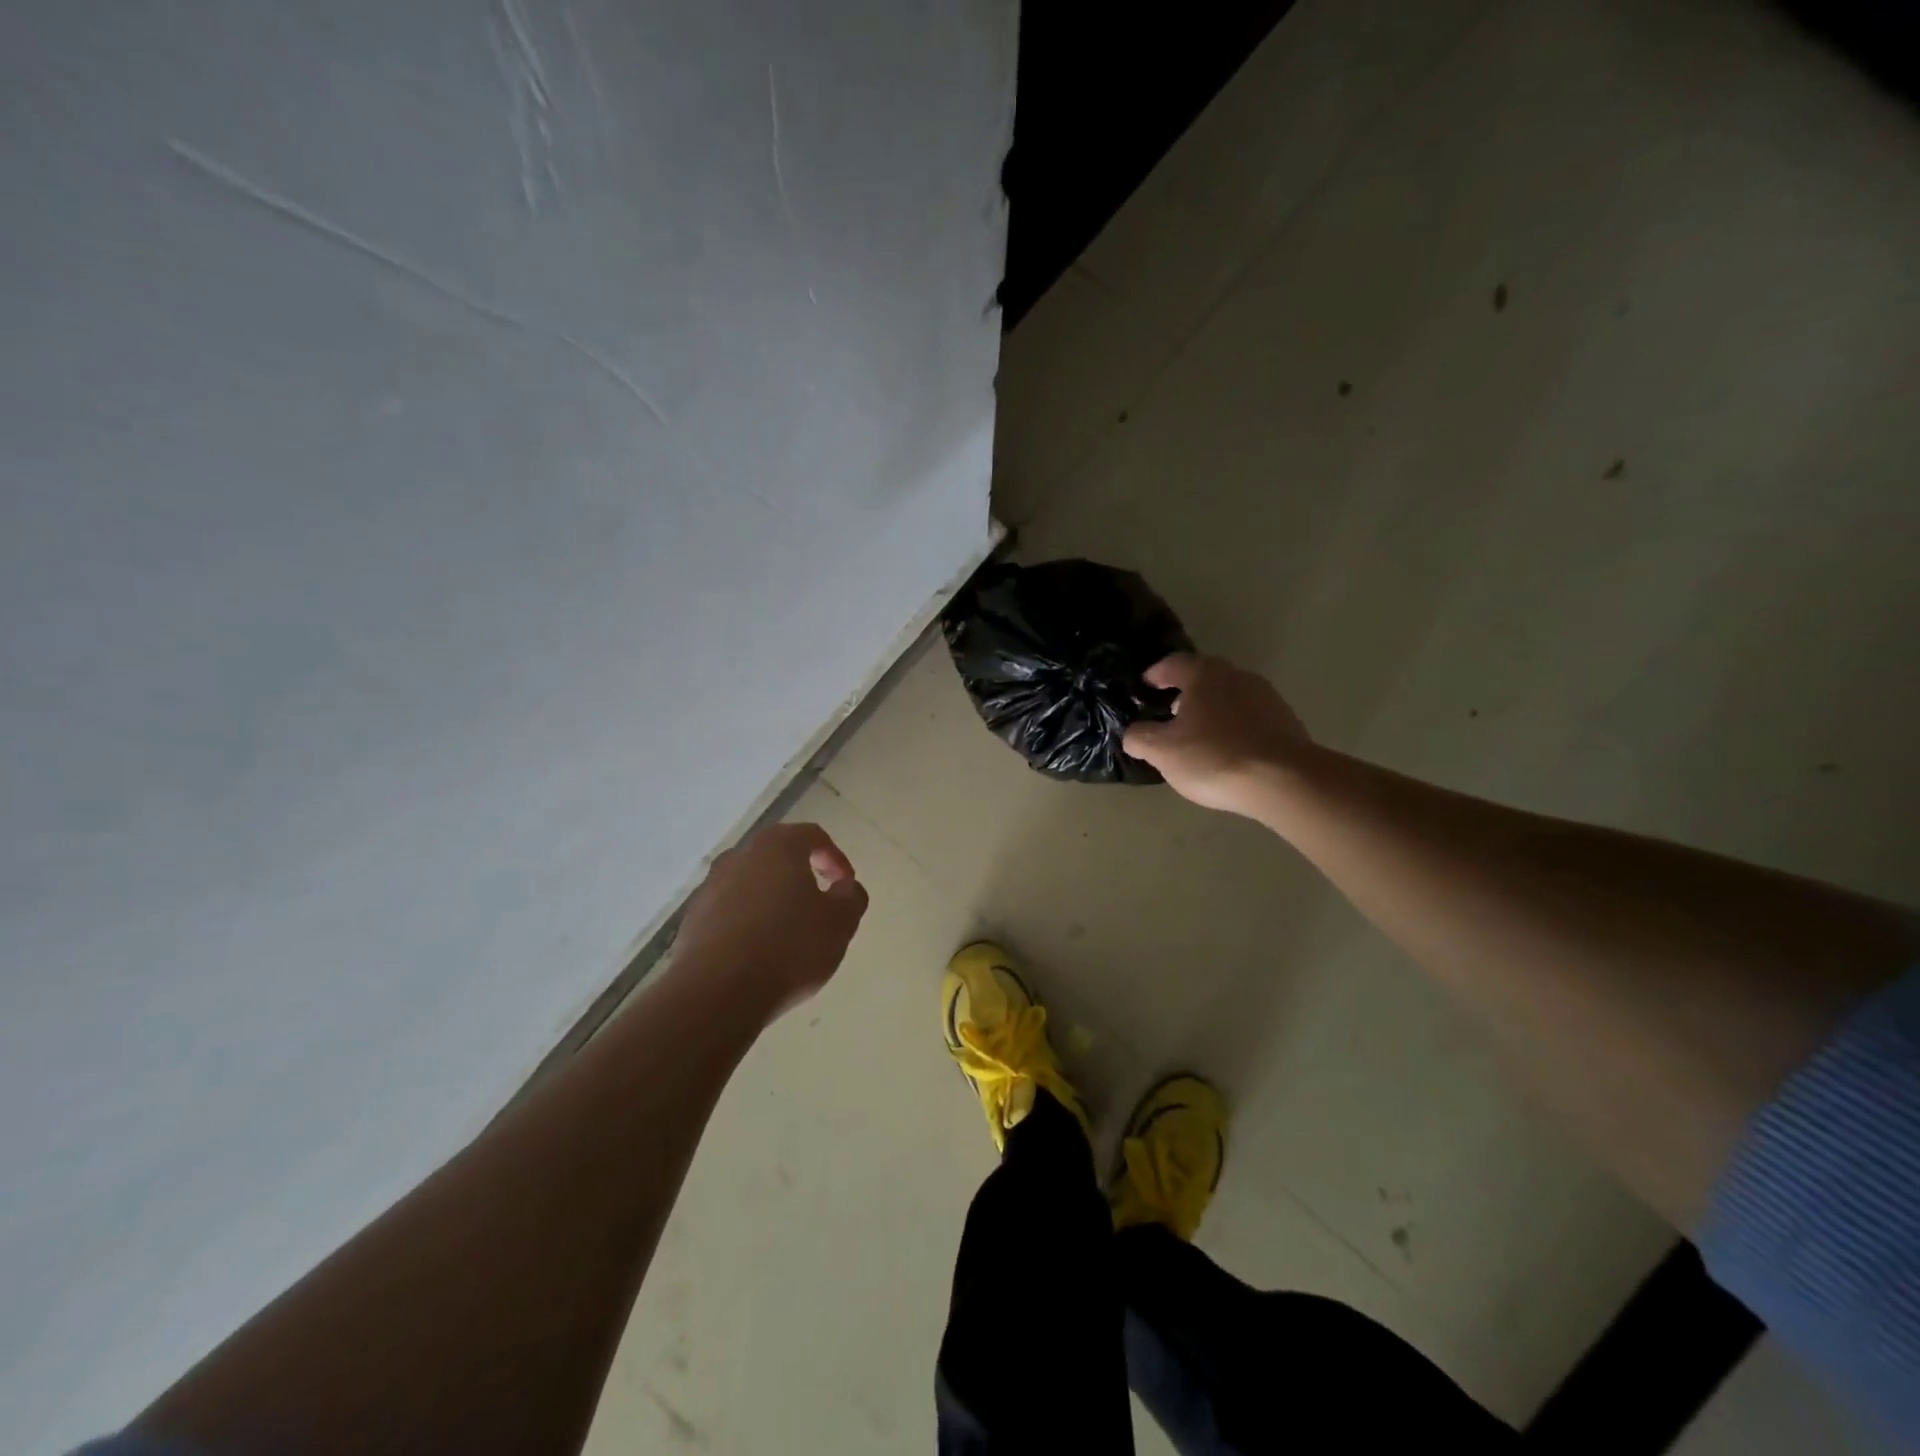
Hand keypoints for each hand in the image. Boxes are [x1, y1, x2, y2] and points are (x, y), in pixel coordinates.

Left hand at [671, 823, 869, 1020]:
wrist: (717, 993)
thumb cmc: (790, 947)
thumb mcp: (840, 923)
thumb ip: (852, 897)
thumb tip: (846, 887)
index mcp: (778, 846)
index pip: (813, 836)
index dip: (835, 858)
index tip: (845, 885)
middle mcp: (739, 857)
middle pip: (777, 858)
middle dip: (800, 878)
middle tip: (818, 907)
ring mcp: (710, 888)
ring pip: (751, 885)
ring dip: (771, 902)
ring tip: (788, 936)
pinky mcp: (692, 921)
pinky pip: (729, 913)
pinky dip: (747, 924)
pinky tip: (759, 955)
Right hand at [1122, 654, 1311, 814]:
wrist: (1283, 781)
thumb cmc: (1213, 756)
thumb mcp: (1162, 751)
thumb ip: (1140, 738)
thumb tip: (1133, 734)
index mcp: (1204, 675)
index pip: (1173, 664)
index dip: (1156, 674)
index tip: (1145, 685)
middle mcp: (1237, 676)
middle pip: (1204, 678)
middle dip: (1185, 693)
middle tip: (1169, 712)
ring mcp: (1266, 697)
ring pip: (1228, 697)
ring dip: (1211, 710)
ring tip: (1197, 736)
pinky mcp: (1285, 721)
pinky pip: (1249, 717)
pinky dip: (1233, 727)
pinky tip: (1227, 751)